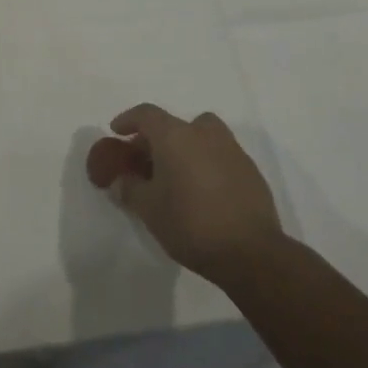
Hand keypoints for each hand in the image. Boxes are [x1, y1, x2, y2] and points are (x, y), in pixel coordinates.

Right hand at [95, 105, 283, 286]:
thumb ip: (130, 189)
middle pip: (175, 124)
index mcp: (176, 136)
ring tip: (176, 174)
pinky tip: (202, 191)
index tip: (117, 131)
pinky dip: (207, 163)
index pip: (147, 114)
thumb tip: (121, 181)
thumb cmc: (190, 223)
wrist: (250, 252)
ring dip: (186, 147)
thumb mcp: (148, 209)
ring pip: (203, 136)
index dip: (128, 120)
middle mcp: (204, 134)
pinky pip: (221, 156)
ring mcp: (232, 150)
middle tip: (146, 160)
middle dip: (157, 138)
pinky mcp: (250, 171)